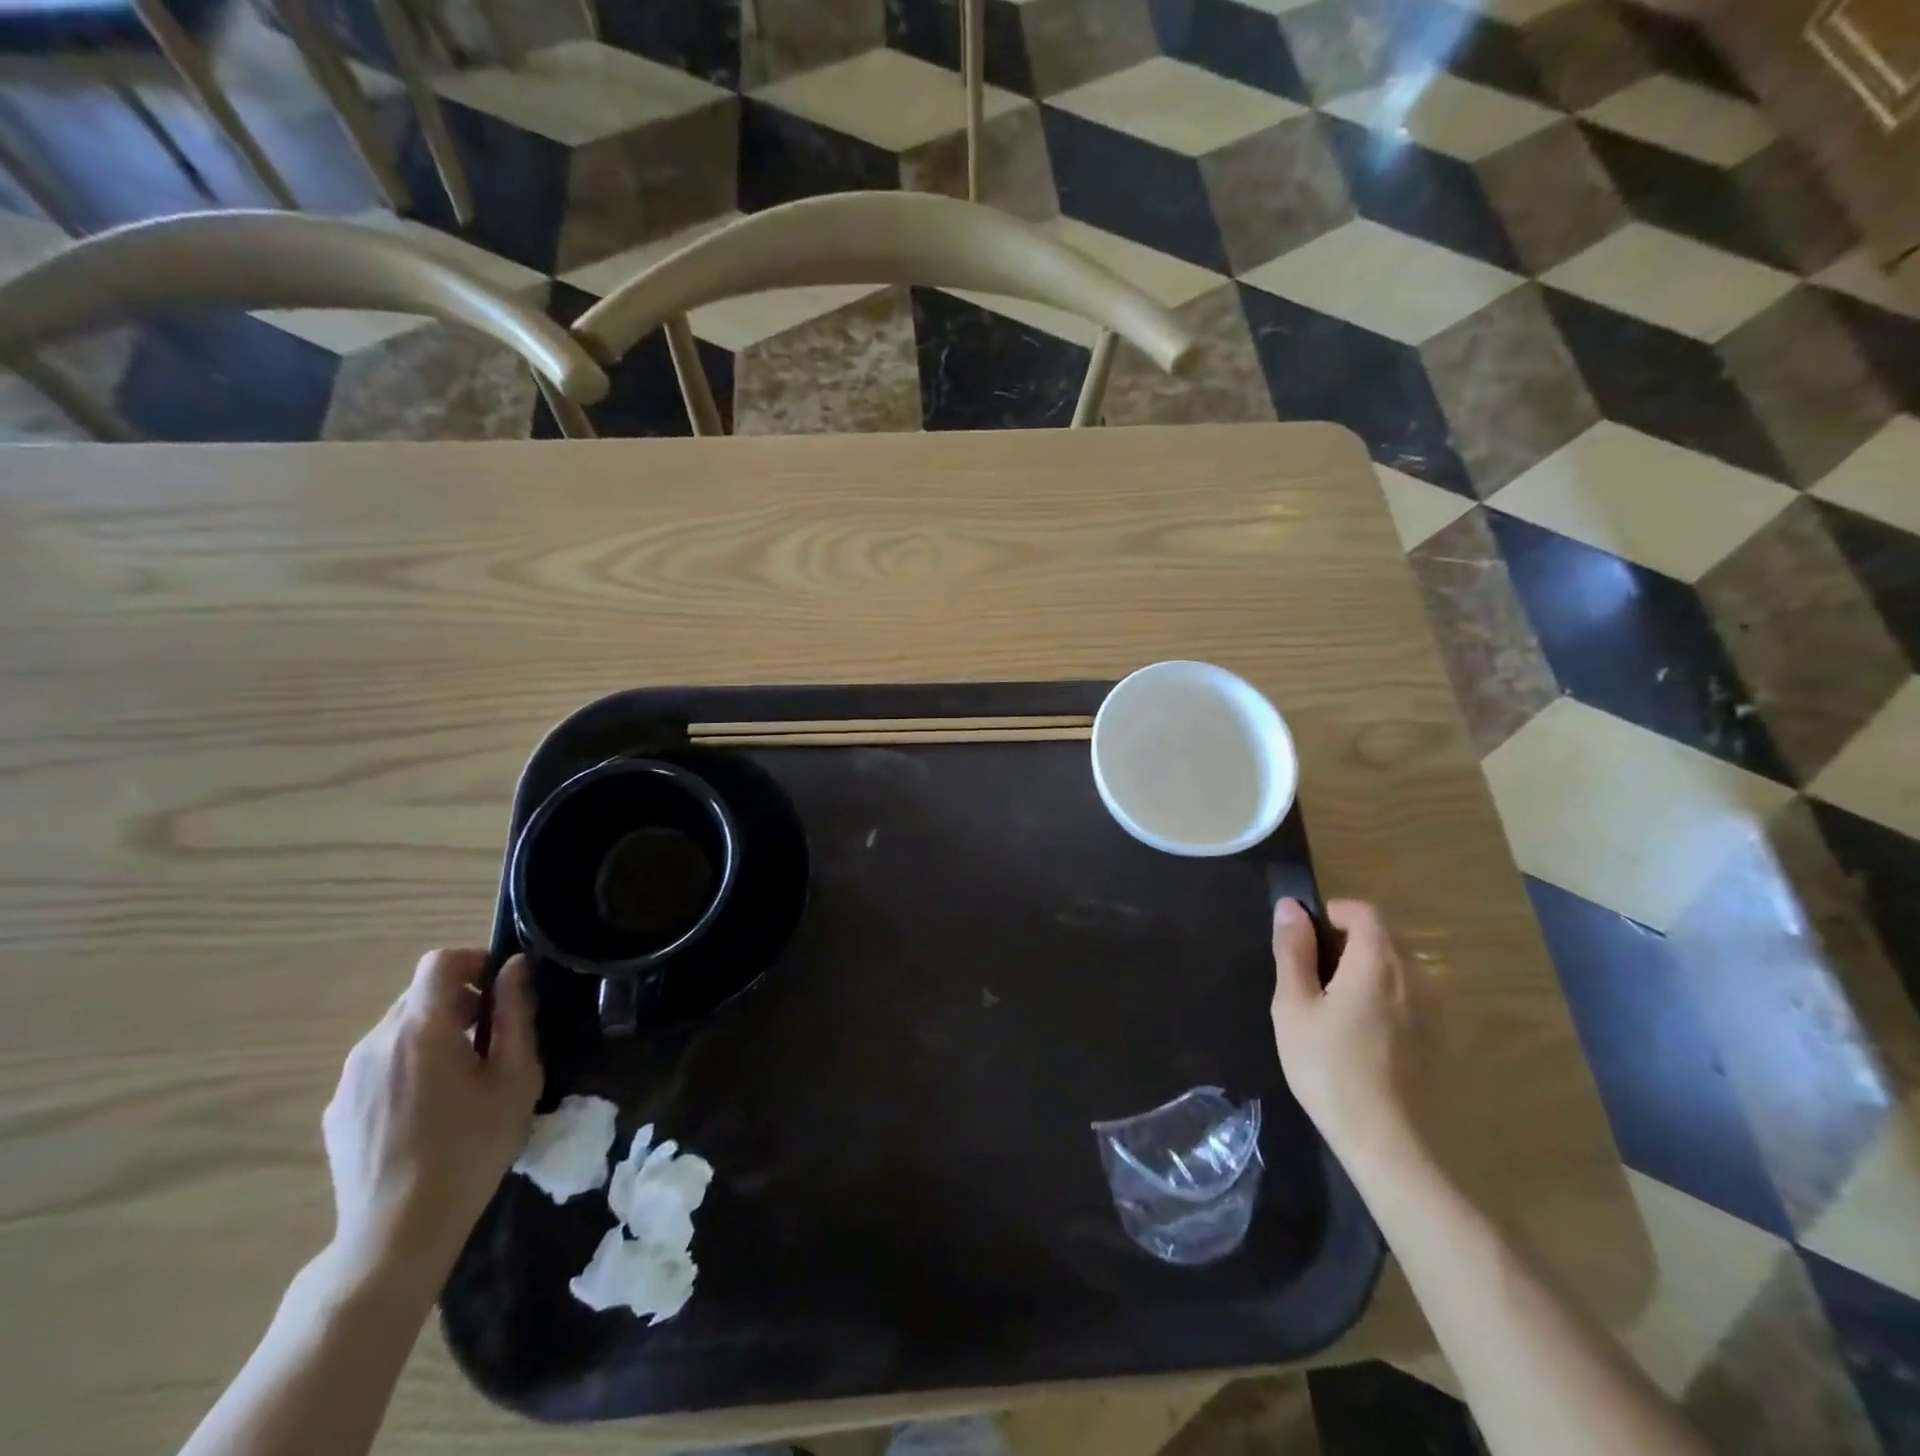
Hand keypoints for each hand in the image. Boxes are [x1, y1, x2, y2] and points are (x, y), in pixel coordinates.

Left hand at [321, 951, 541, 1287]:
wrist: (396, 1234)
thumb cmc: (470, 1148)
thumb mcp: (515, 1078)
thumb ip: (515, 1015)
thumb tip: (515, 969)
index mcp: (420, 1029)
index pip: (439, 962)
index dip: (474, 961)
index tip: (501, 988)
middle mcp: (374, 1043)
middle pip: (419, 995)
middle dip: (459, 1001)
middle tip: (493, 1036)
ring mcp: (348, 1079)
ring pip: (397, 1030)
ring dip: (433, 1033)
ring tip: (463, 1076)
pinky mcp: (337, 1110)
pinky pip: (378, 1064)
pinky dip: (407, 1065)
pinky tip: (429, 1109)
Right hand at [1270, 900, 1424, 1165]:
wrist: (1388, 1143)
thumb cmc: (1329, 1068)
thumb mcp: (1294, 1006)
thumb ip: (1292, 952)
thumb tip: (1290, 907)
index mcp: (1377, 963)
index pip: (1365, 912)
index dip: (1334, 913)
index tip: (1307, 939)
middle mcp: (1415, 978)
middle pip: (1383, 939)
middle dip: (1347, 943)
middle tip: (1311, 978)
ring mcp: (1434, 1011)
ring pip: (1397, 971)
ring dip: (1365, 973)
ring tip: (1333, 1010)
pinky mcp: (1440, 1042)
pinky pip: (1409, 1000)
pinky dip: (1384, 1001)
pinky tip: (1361, 1039)